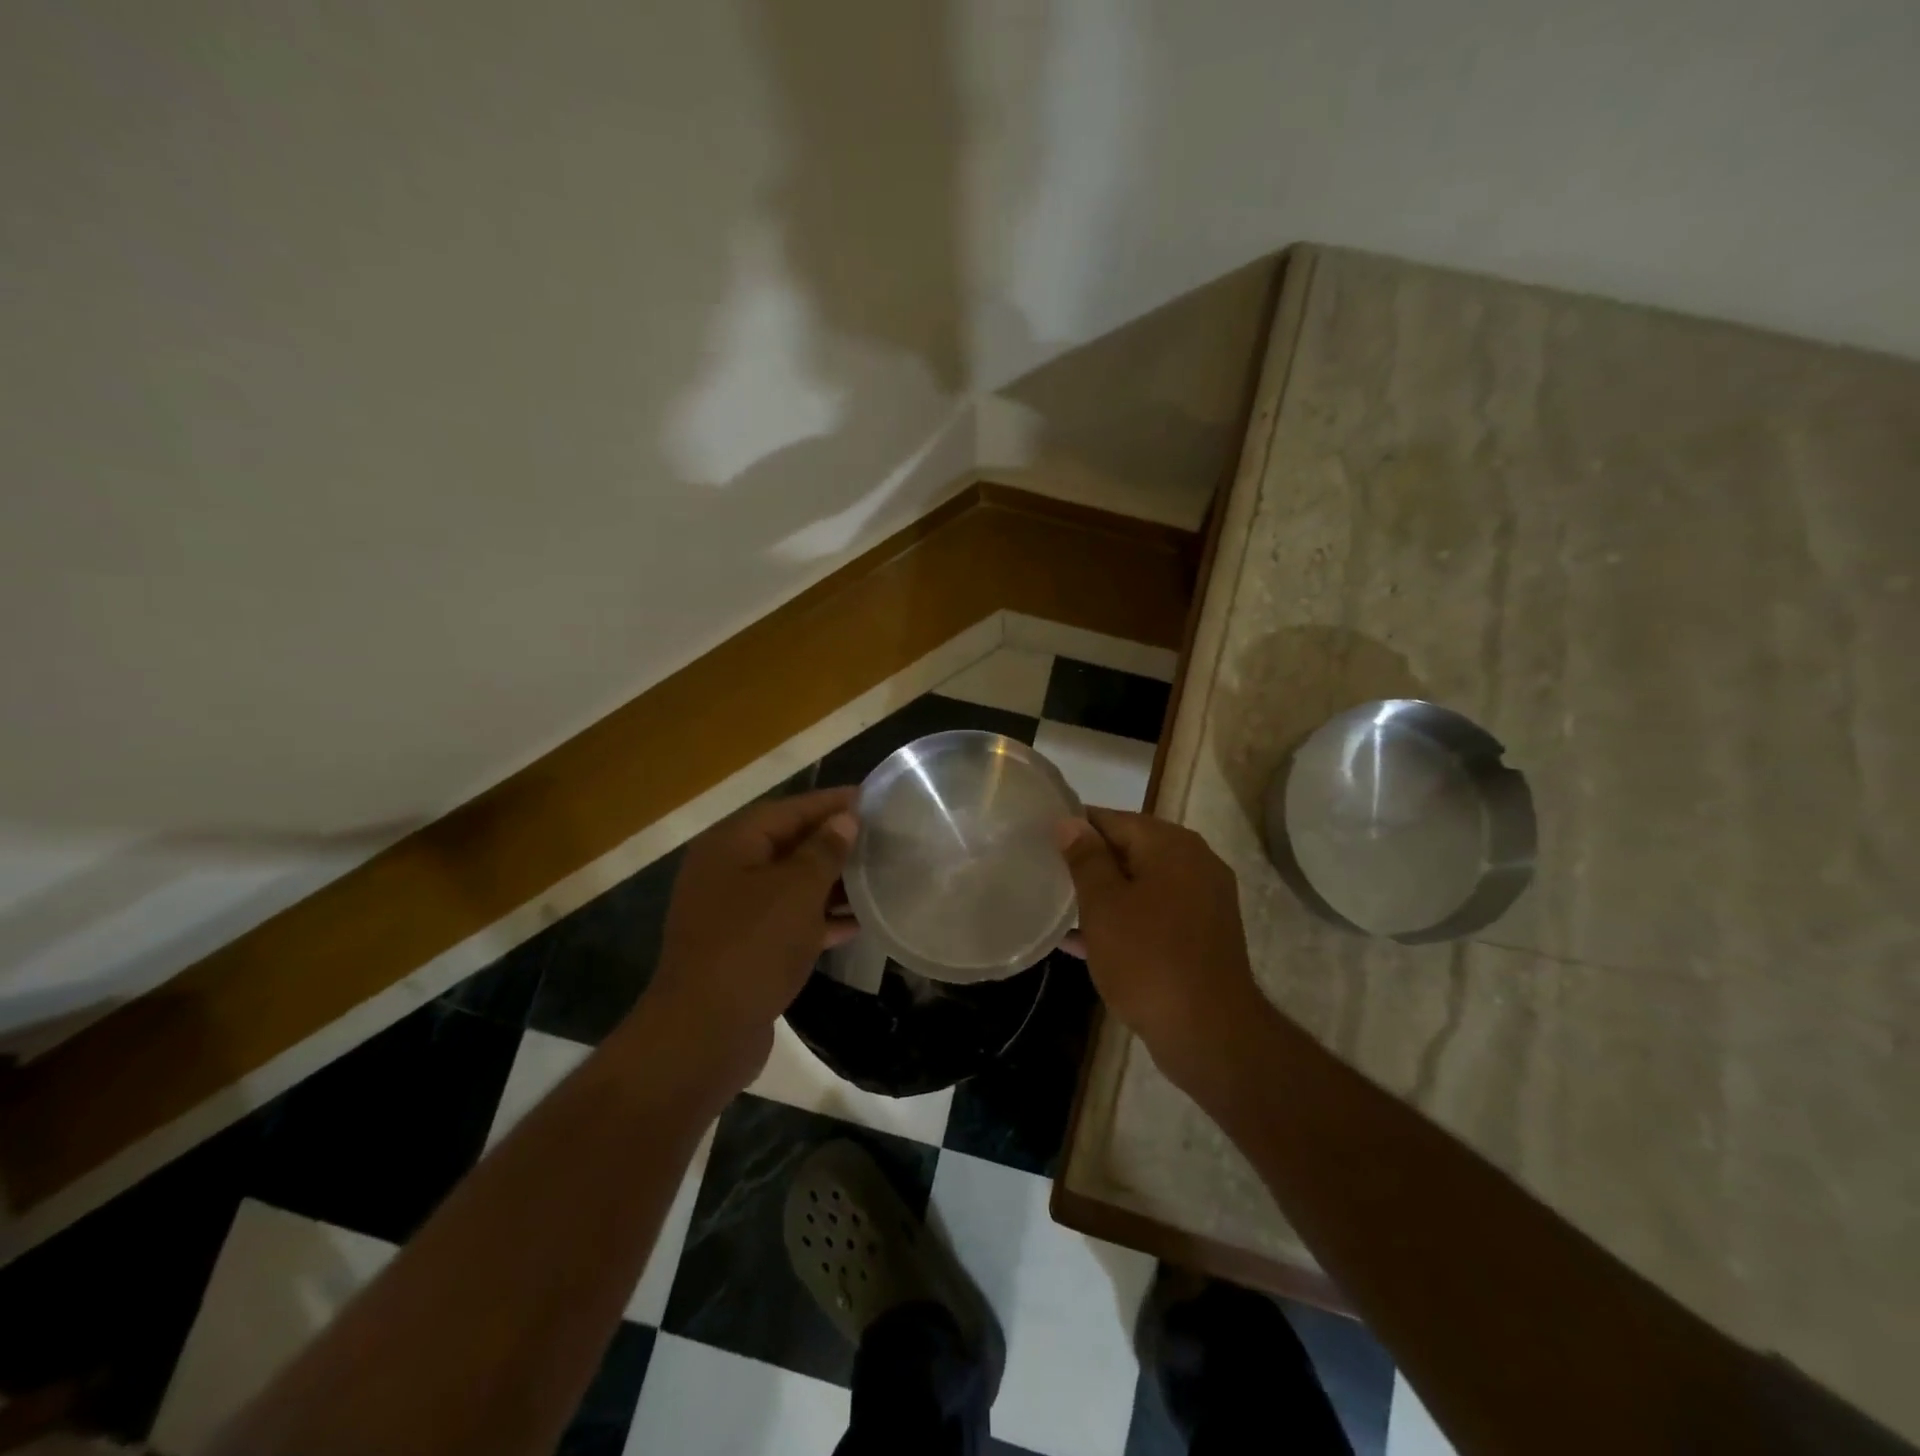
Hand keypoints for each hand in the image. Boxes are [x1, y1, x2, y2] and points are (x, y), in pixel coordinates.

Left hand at [637, 788, 858, 1087]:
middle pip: (787, 845)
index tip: (870, 797)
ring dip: (829, 883)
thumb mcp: (797, 890)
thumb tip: (844, 820)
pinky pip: (786, 922)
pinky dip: (817, 920)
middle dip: (832, 842)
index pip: (788, 809)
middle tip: (879, 838)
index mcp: (731, 845)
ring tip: (875, 878)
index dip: (829, 803)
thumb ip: (824, 851)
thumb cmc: (753, 945)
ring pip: (789, 886)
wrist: (704, 1032)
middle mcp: (726, 872)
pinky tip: (855, 924)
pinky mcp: (742, 949)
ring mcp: (731, 913)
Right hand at [1056, 809, 1271, 1093]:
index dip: (1074, 827)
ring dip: (1104, 894)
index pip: (1112, 819)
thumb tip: (1070, 821)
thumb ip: (1085, 858)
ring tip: (1058, 905)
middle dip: (1089, 862)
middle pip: (1130, 849)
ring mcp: (1203, 900)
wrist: (1210, 1034)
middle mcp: (1194, 862)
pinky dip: (1124, 920)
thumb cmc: (1148, 960)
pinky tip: (1082, 940)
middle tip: (1046, 874)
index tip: (1040, 841)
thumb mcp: (1104, 905)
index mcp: (1171, 845)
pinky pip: (1155, 914)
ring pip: (1141, 884)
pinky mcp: (1202, 935)